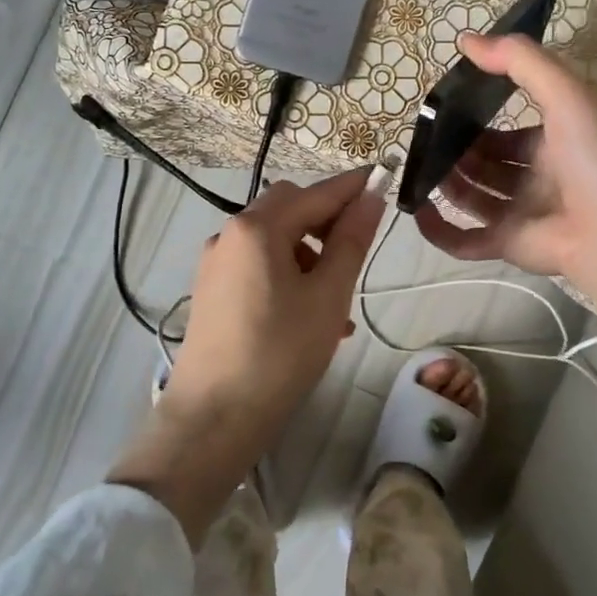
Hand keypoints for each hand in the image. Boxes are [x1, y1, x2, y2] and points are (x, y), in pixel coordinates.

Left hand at [169, 168, 385, 419]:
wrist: (214, 417)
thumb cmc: (280, 353)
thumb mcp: (328, 295)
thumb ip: (351, 241)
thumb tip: (370, 197)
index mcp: (258, 227)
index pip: (317, 193)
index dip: (353, 186)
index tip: (384, 178)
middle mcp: (230, 234)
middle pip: (289, 207)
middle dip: (327, 219)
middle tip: (358, 248)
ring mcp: (216, 262)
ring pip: (274, 238)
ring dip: (309, 252)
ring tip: (337, 300)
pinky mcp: (212, 289)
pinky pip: (258, 264)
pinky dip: (288, 273)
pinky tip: (310, 315)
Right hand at [413, 32, 596, 298]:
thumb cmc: (594, 158)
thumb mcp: (565, 94)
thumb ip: (520, 61)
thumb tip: (466, 40)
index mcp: (555, 143)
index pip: (510, 131)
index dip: (480, 119)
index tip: (446, 108)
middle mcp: (538, 178)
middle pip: (488, 164)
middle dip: (458, 152)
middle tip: (425, 139)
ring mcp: (522, 213)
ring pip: (474, 197)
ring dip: (447, 183)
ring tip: (418, 167)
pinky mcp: (508, 245)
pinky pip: (466, 240)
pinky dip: (439, 230)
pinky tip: (416, 210)